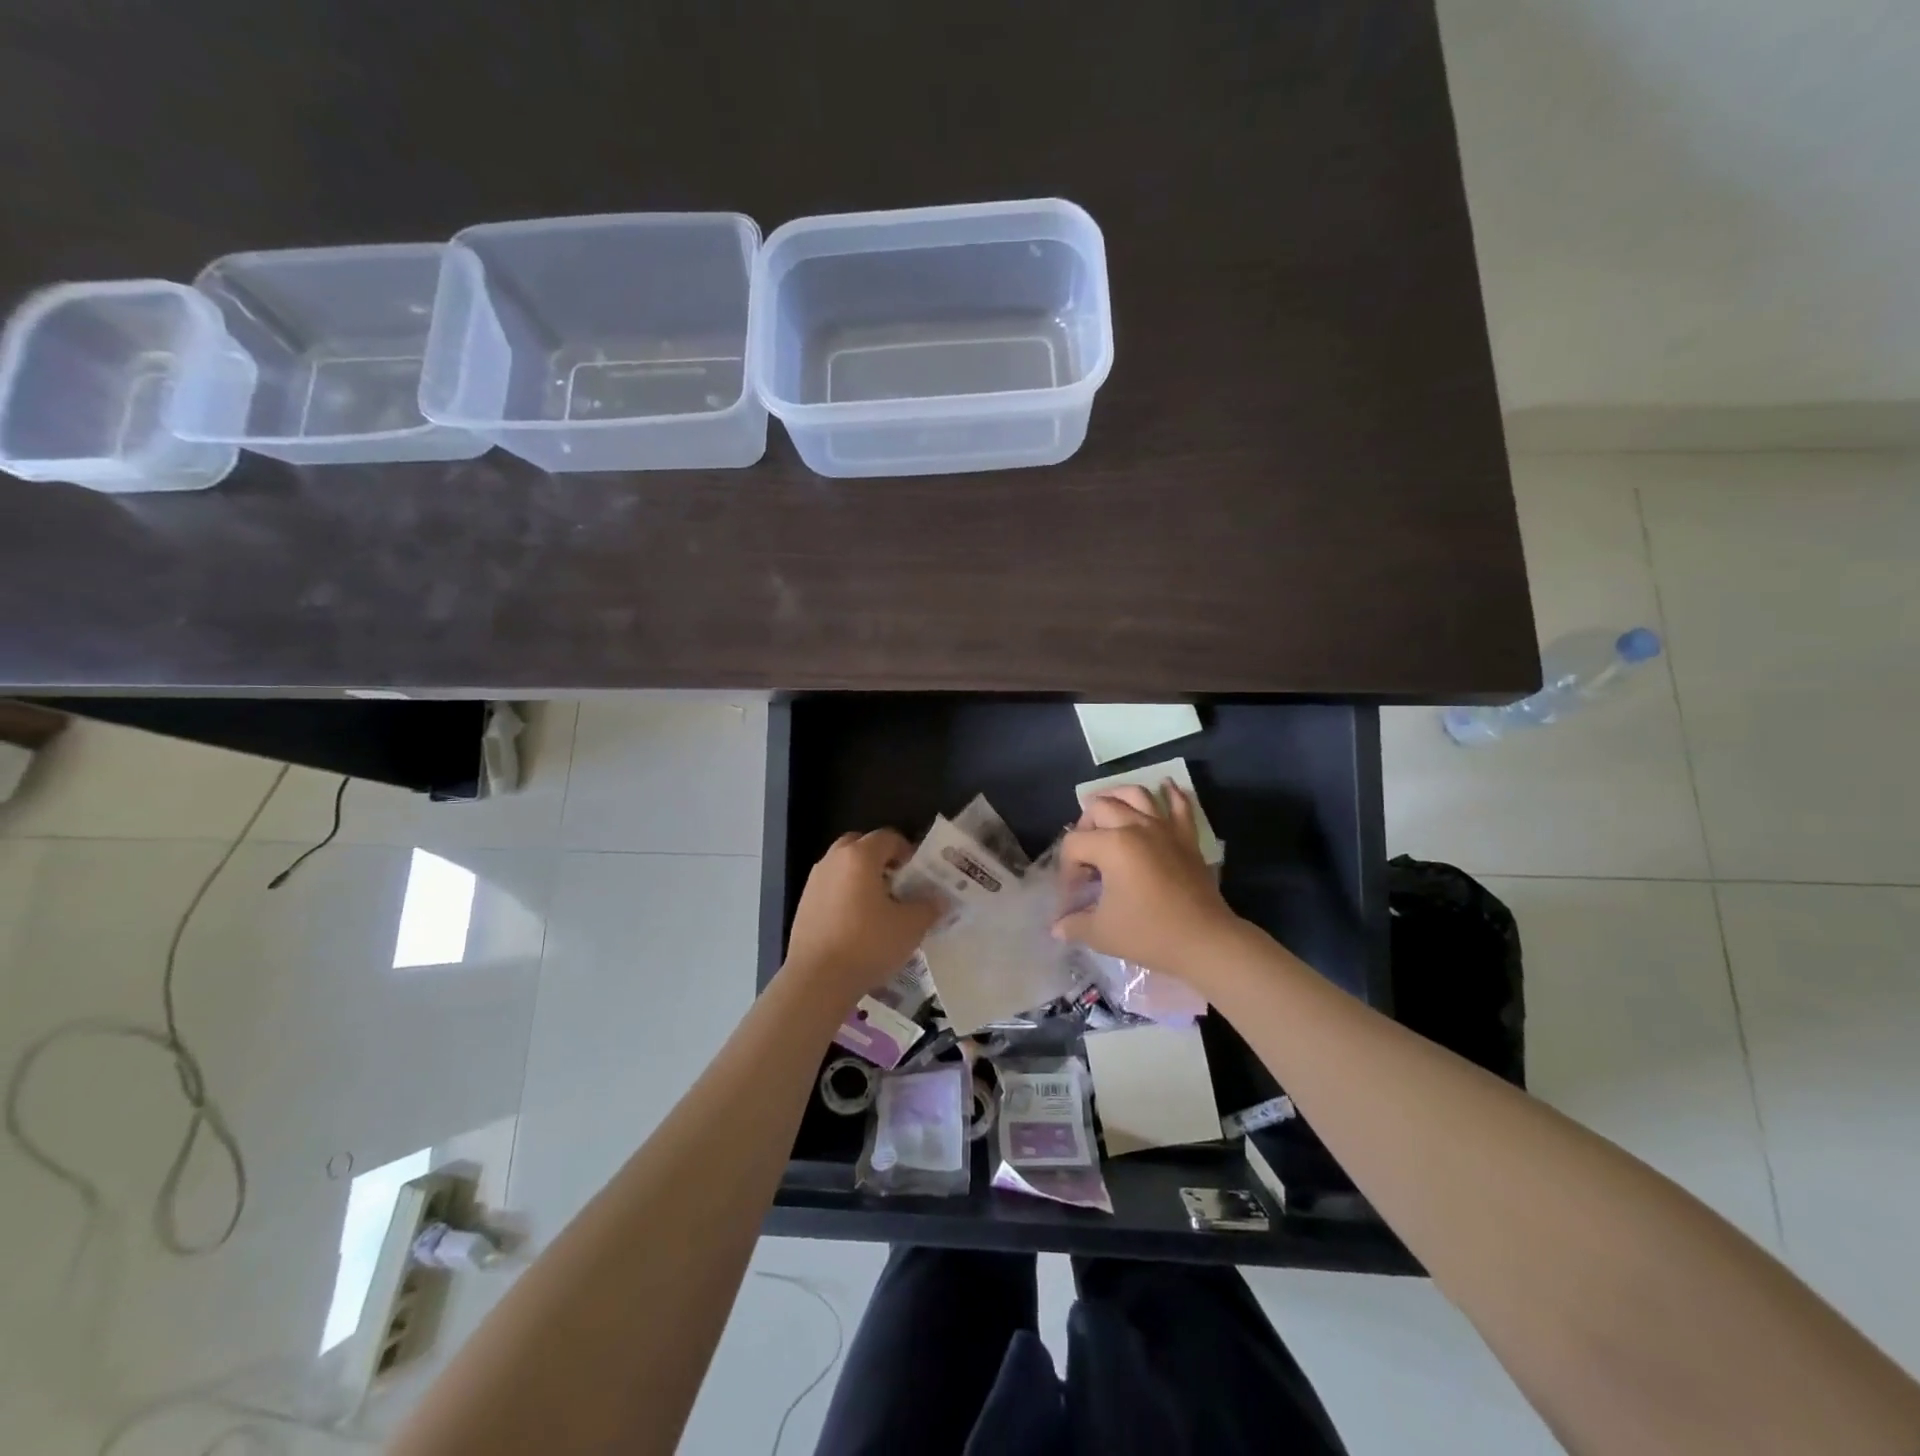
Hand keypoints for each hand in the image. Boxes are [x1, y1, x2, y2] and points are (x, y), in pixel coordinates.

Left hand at [783, 830, 939, 1002]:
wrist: (817, 980)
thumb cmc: (868, 945)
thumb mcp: (910, 927)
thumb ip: (929, 907)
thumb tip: (939, 899)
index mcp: (860, 856)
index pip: (888, 837)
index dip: (908, 851)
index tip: (919, 875)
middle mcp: (833, 860)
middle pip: (860, 846)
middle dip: (881, 860)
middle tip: (897, 884)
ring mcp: (814, 881)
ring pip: (843, 867)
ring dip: (861, 877)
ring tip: (878, 907)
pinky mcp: (804, 904)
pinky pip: (830, 888)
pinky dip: (845, 895)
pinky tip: (857, 924)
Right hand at [1052, 783, 1241, 976]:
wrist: (1204, 941)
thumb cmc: (1149, 934)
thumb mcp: (1101, 933)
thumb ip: (1073, 924)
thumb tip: (1057, 927)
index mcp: (1111, 845)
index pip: (1074, 844)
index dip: (1066, 869)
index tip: (1073, 896)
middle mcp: (1136, 827)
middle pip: (1099, 808)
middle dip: (1084, 826)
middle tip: (1085, 854)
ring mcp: (1164, 828)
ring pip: (1136, 795)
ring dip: (1117, 795)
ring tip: (1107, 806)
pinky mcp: (1186, 837)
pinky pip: (1180, 805)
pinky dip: (1171, 793)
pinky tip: (1165, 786)